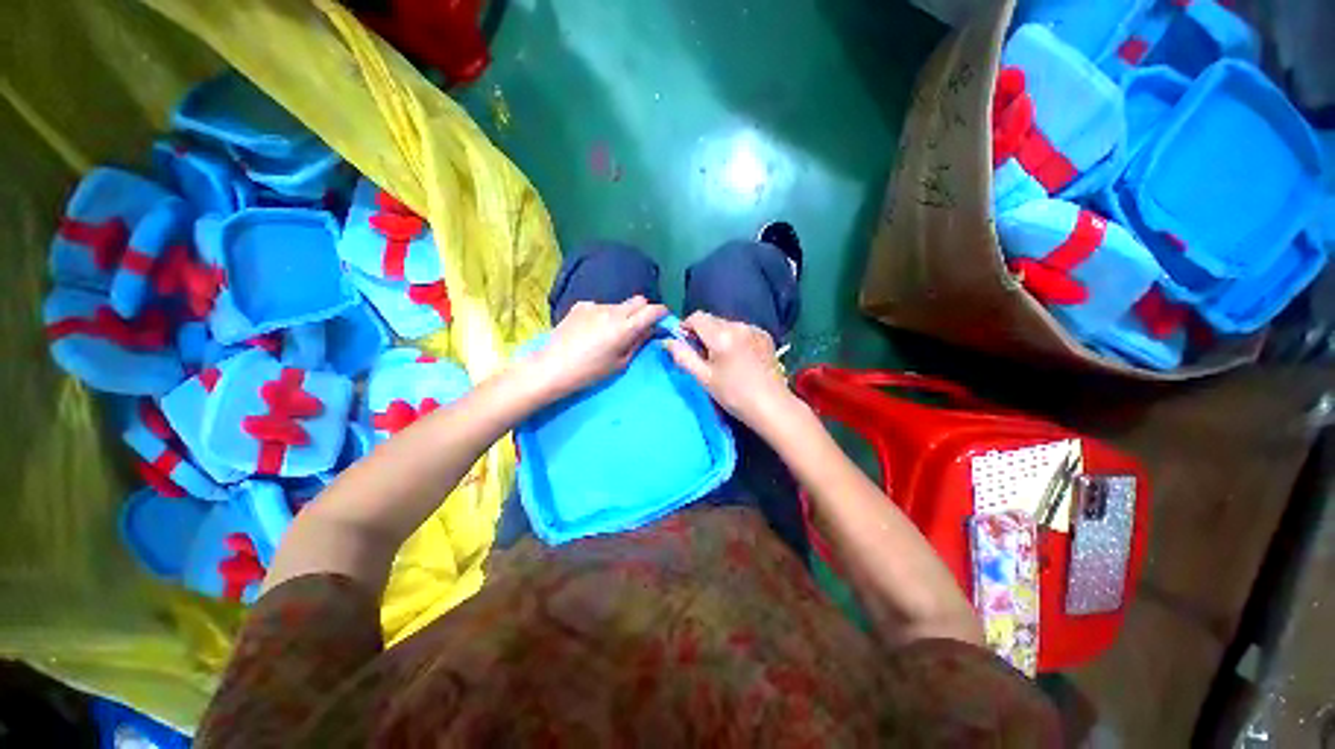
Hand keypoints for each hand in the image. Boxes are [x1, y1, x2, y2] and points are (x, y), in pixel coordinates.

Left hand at [531, 296, 667, 399]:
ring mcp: (595, 305)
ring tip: (609, 333)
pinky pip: (601, 306)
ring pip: (619, 304)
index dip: (662, 313)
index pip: (653, 310)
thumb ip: (638, 342)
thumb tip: (650, 329)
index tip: (663, 319)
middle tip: (639, 327)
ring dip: (622, 314)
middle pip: (638, 300)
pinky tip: (591, 330)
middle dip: (644, 310)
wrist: (552, 367)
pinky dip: (603, 315)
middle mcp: (613, 310)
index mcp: (625, 327)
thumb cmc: (590, 372)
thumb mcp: (621, 363)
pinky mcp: (581, 305)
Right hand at [662, 312, 798, 429]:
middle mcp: (739, 325)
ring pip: (727, 325)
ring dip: (719, 336)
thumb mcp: (704, 378)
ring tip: (722, 360)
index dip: (686, 327)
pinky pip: (742, 330)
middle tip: (703, 358)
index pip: (697, 317)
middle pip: (712, 320)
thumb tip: (667, 341)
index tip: (685, 345)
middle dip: (702, 333)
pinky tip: (739, 358)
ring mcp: (755, 329)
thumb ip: (683, 356)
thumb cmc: (734, 395)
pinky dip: (734, 339)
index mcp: (722, 335)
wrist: (772, 407)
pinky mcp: (765, 336)